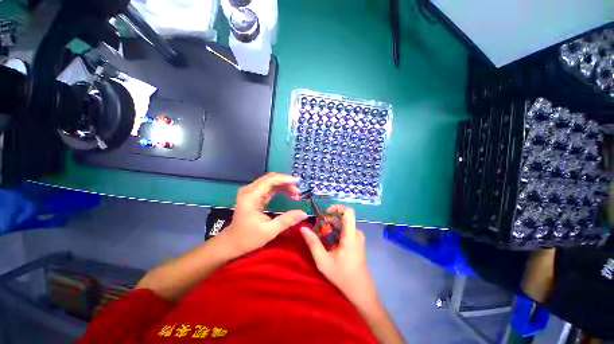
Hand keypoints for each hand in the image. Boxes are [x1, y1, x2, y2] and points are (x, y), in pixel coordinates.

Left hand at [219, 173, 307, 257]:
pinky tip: (288, 195)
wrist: (230, 244)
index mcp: (251, 196)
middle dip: (286, 183)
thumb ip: (287, 220)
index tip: (298, 182)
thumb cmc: (247, 238)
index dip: (285, 179)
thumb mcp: (269, 231)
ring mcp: (251, 192)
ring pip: (270, 182)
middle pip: (271, 178)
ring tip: (296, 195)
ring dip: (284, 186)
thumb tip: (304, 213)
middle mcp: (250, 190)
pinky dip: (279, 190)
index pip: (270, 180)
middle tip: (299, 192)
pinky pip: (268, 188)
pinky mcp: (253, 196)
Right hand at [300, 205, 378, 307]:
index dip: (338, 207)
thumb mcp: (323, 261)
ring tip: (321, 238)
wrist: (361, 291)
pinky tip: (329, 244)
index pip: (349, 212)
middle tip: (318, 229)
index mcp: (351, 236)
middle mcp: (357, 233)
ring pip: (343, 224)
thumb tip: (303, 228)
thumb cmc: (343, 276)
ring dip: (331, 227)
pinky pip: (346, 230)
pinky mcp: (357, 242)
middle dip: (329, 221)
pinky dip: (336, 232)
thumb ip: (313, 243)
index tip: (326, 212)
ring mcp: (358, 237)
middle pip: (342, 218)